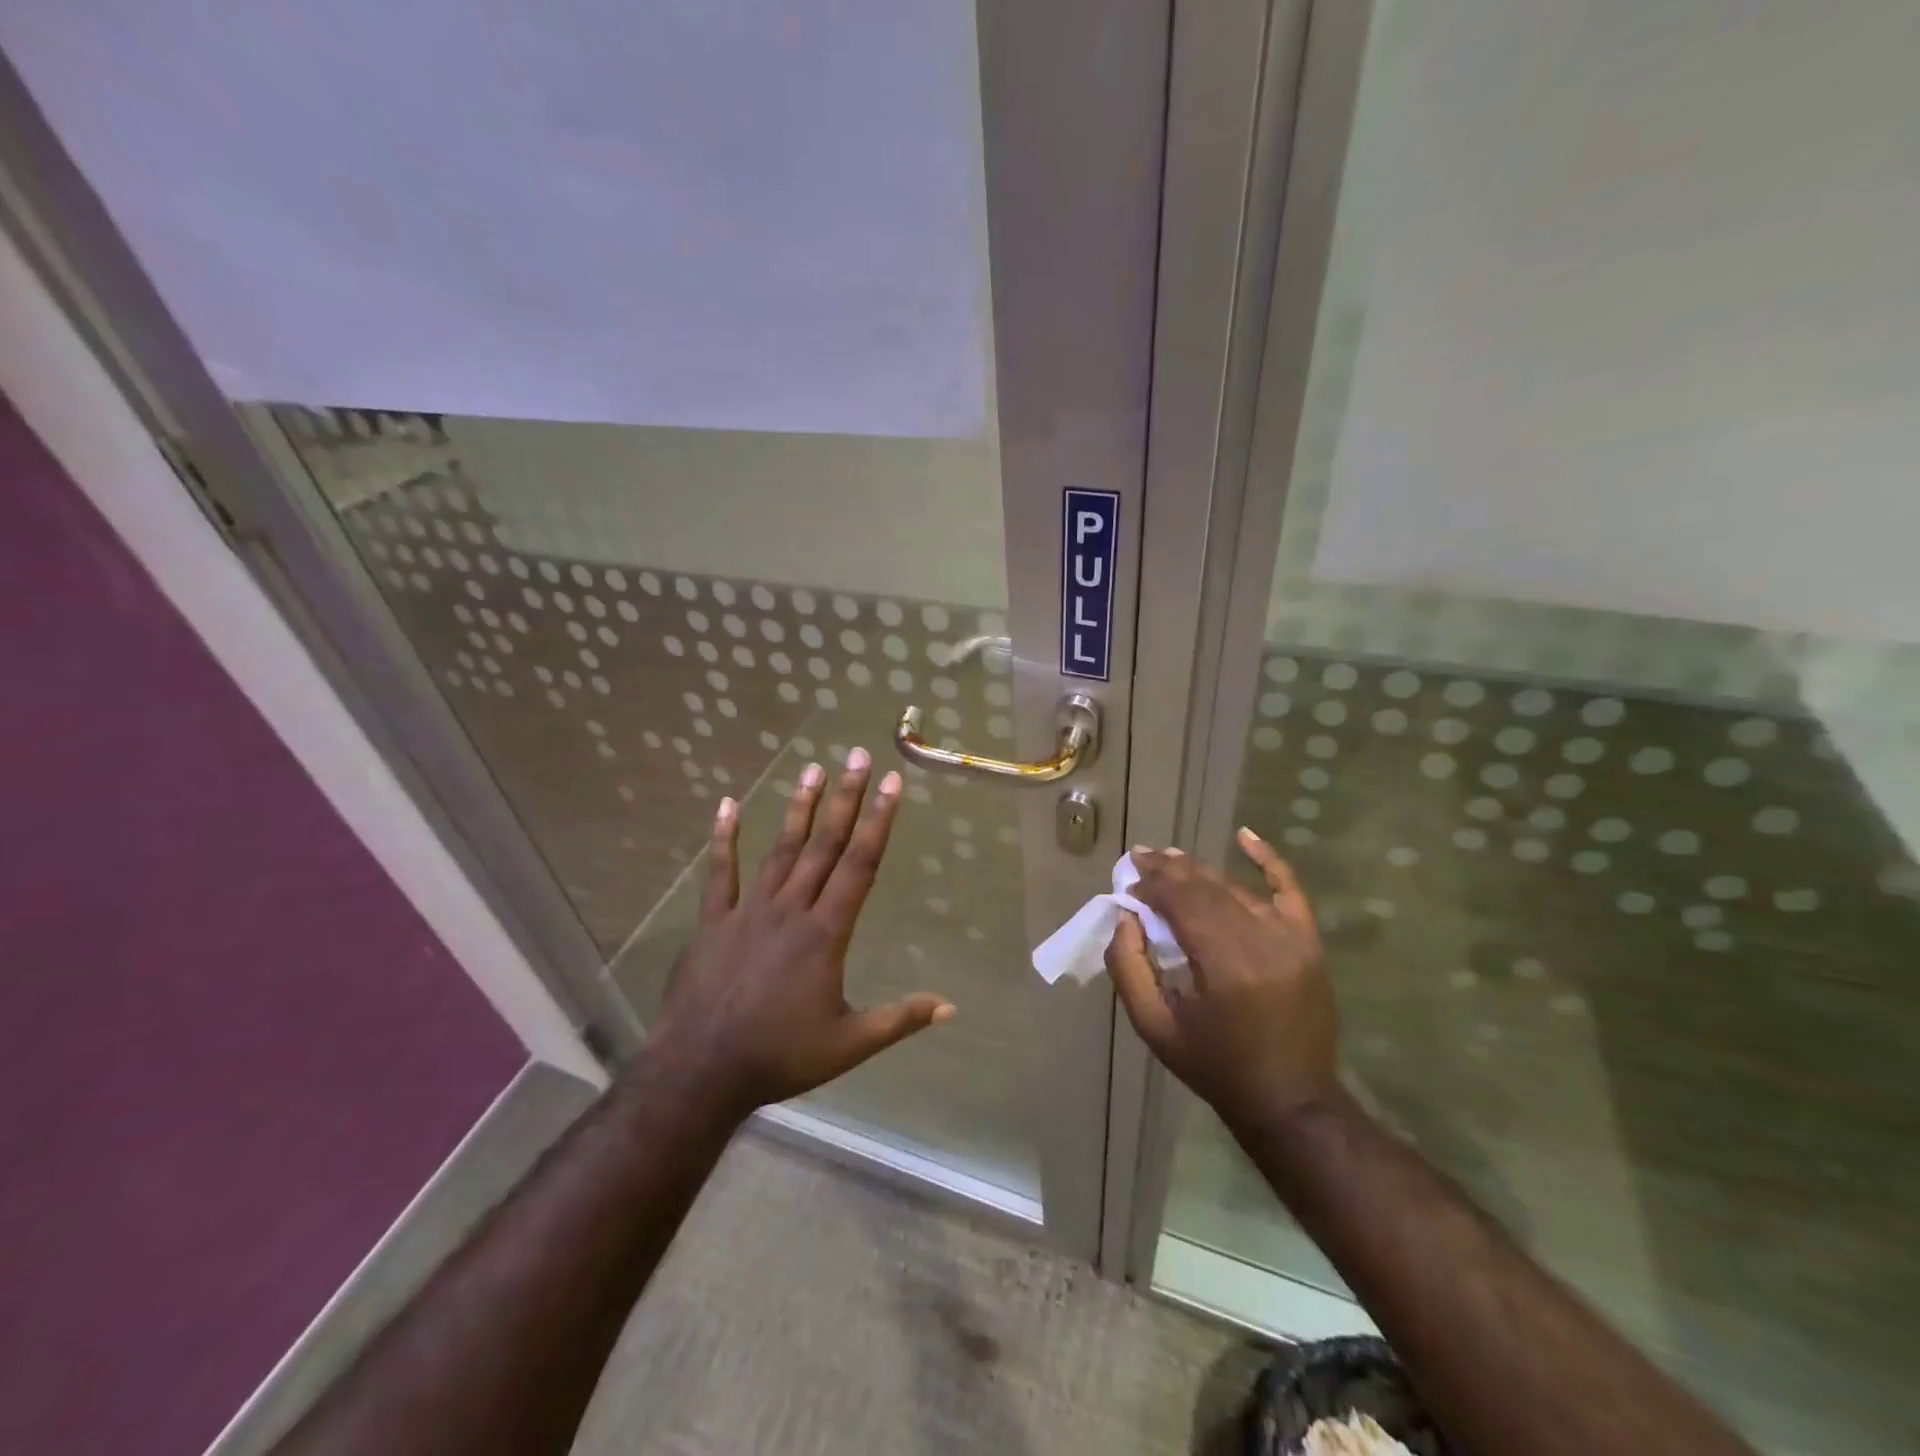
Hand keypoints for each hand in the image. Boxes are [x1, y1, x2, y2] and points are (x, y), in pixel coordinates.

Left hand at [643, 750, 952, 1118]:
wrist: (701, 1070)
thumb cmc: (780, 1056)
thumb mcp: (849, 1044)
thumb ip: (900, 1019)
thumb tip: (951, 1008)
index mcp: (826, 933)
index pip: (860, 865)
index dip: (878, 822)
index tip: (892, 784)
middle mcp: (791, 909)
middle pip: (824, 844)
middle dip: (846, 798)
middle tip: (857, 756)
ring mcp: (749, 910)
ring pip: (780, 848)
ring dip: (799, 808)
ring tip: (814, 770)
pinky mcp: (714, 921)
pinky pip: (720, 872)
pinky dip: (723, 838)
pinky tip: (727, 806)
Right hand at [1105, 828, 1337, 1129]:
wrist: (1291, 1101)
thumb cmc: (1215, 1066)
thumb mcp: (1154, 1027)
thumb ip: (1128, 968)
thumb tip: (1125, 917)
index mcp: (1223, 966)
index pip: (1180, 902)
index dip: (1151, 886)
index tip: (1128, 885)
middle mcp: (1260, 941)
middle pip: (1206, 888)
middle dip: (1168, 871)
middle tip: (1141, 858)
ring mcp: (1291, 938)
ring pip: (1235, 888)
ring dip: (1200, 870)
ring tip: (1170, 858)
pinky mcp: (1308, 941)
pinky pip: (1289, 889)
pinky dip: (1267, 859)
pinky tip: (1244, 835)